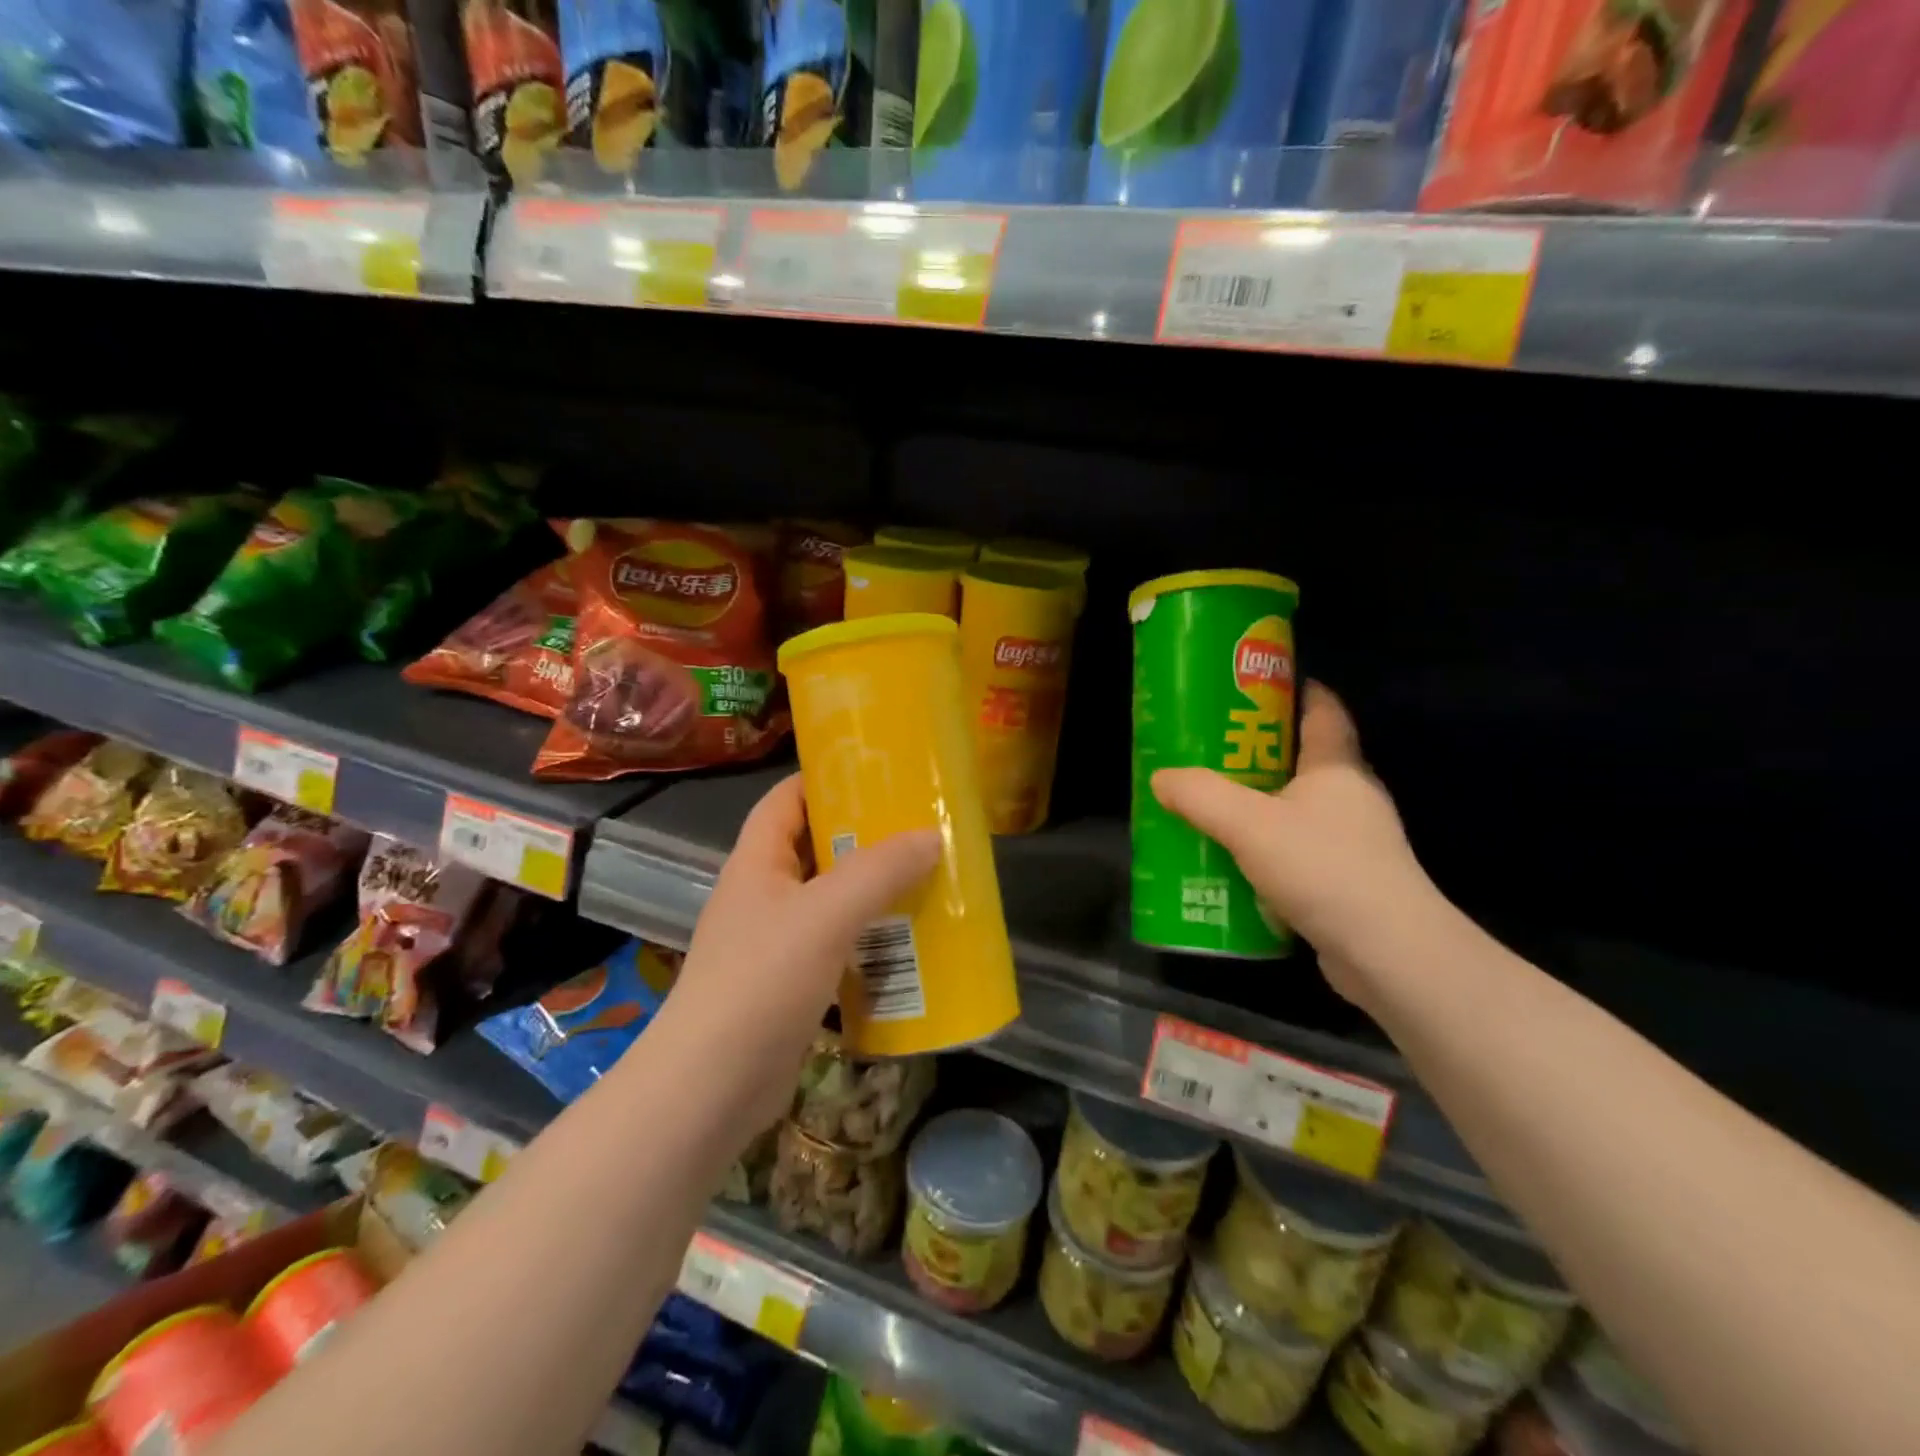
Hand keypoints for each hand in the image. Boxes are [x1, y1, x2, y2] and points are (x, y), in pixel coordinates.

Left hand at [666, 774, 941, 1131]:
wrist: (710, 1088)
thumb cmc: (761, 981)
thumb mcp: (825, 914)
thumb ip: (879, 870)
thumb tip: (931, 835)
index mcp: (757, 862)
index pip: (786, 799)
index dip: (824, 778)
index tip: (877, 772)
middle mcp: (762, 895)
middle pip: (814, 847)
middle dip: (863, 836)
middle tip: (919, 827)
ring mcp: (774, 942)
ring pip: (830, 899)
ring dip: (872, 890)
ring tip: (926, 878)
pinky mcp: (790, 985)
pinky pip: (836, 945)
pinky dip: (868, 938)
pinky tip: (907, 943)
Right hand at [1151, 684, 1448, 1004]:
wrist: (1386, 953)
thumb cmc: (1322, 867)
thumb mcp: (1248, 823)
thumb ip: (1200, 795)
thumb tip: (1161, 778)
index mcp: (1337, 767)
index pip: (1323, 710)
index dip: (1293, 690)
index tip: (1252, 686)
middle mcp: (1350, 798)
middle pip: (1302, 759)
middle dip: (1256, 752)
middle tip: (1208, 750)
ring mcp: (1353, 842)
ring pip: (1295, 809)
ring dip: (1257, 806)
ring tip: (1209, 807)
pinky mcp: (1345, 882)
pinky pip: (1295, 851)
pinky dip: (1264, 849)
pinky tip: (1230, 862)